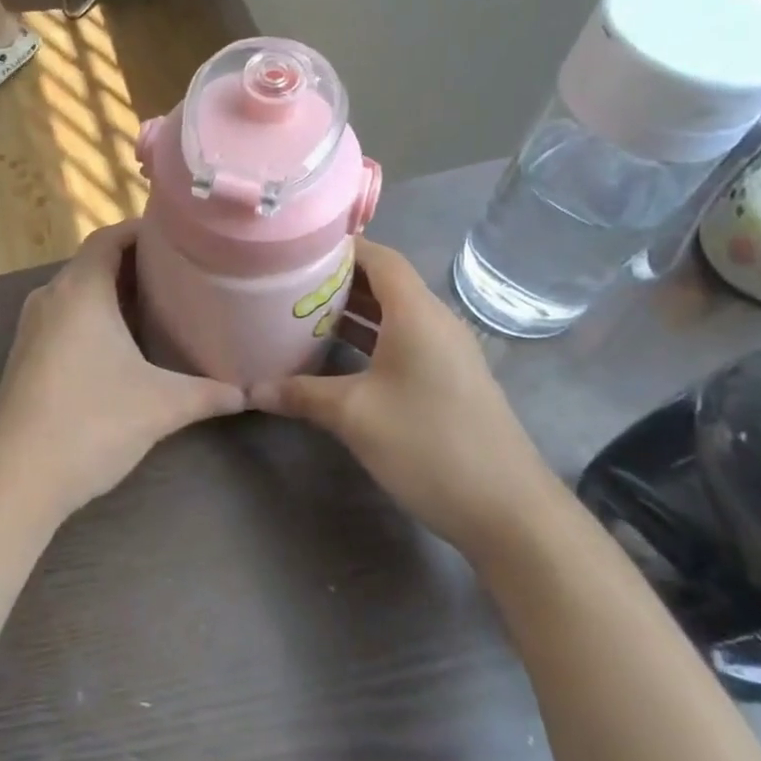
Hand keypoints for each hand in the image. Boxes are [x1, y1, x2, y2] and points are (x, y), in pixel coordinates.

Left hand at [0, 221, 243, 524]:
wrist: (14, 477)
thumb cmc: (90, 423)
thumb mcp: (160, 405)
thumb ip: (208, 394)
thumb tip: (248, 394)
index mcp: (80, 289)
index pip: (110, 237)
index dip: (143, 229)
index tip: (181, 233)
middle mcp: (51, 296)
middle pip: (95, 262)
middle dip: (137, 263)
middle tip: (183, 269)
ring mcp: (33, 327)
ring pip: (79, 292)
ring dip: (115, 292)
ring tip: (161, 302)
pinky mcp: (27, 355)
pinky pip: (66, 317)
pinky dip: (96, 316)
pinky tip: (124, 344)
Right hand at [248, 241, 563, 559]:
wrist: (510, 512)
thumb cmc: (429, 445)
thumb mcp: (354, 416)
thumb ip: (301, 394)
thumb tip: (251, 390)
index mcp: (417, 314)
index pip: (380, 257)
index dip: (340, 247)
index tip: (295, 249)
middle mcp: (435, 322)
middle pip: (384, 282)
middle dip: (337, 279)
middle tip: (287, 282)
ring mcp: (446, 352)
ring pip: (393, 314)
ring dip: (352, 310)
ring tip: (301, 311)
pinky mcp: (449, 379)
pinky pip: (403, 340)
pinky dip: (369, 337)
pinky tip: (336, 355)